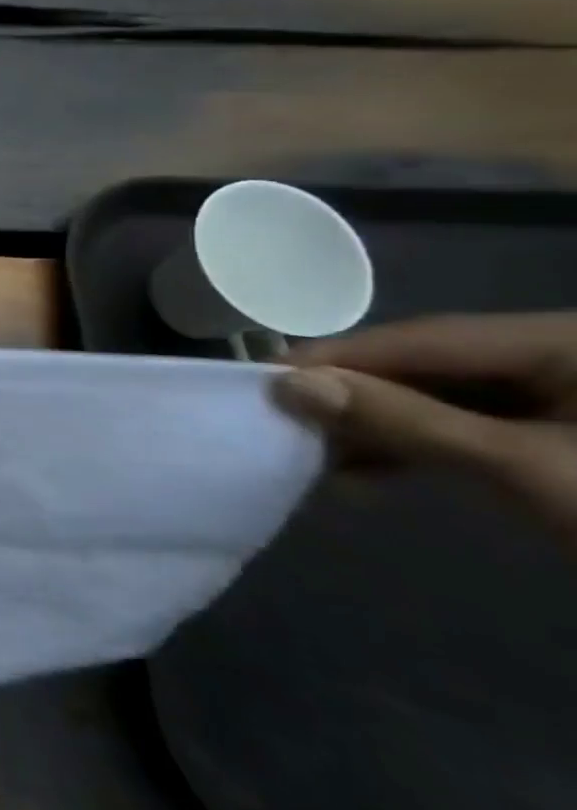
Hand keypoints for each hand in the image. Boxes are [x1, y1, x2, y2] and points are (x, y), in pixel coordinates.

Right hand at [273, 313, 576, 546]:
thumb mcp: (528, 470)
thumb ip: (405, 421)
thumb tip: (288, 385)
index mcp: (562, 339)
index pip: (419, 337)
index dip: (338, 358)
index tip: (261, 380)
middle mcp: (559, 353)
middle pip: (427, 365)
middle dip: (355, 396)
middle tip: (279, 420)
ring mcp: (566, 395)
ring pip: (443, 397)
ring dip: (379, 426)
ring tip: (314, 455)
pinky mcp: (565, 435)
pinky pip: (471, 425)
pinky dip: (417, 446)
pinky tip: (368, 471)